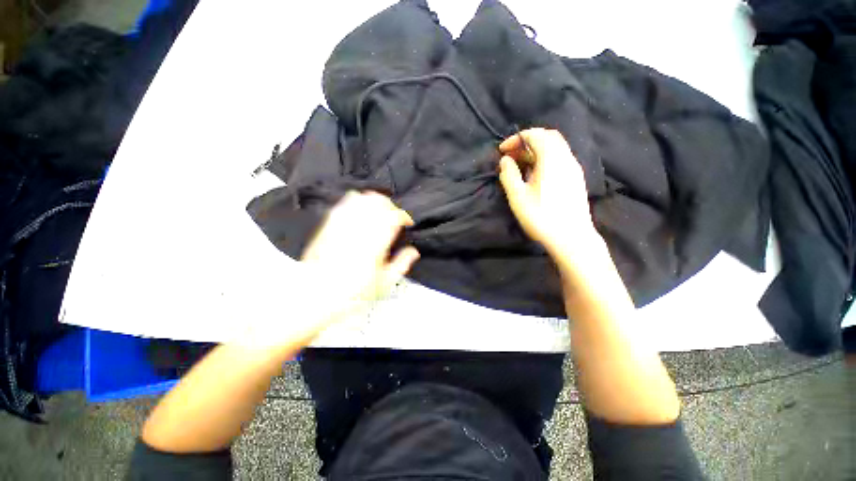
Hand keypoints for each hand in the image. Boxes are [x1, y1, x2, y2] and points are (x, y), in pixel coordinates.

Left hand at [301, 190, 419, 311]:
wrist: (316, 294)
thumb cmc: (352, 292)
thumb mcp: (384, 283)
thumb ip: (401, 264)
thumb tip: (413, 252)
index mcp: (376, 243)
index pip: (394, 216)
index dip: (404, 216)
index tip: (406, 223)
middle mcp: (359, 229)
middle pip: (379, 202)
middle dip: (391, 206)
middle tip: (394, 216)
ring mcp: (342, 225)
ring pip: (362, 198)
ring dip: (374, 202)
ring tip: (378, 212)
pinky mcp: (329, 225)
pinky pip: (344, 204)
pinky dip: (355, 202)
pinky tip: (359, 211)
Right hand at [498, 128, 596, 255]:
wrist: (571, 237)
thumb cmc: (541, 216)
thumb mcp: (517, 196)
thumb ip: (509, 174)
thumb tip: (505, 160)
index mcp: (552, 159)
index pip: (535, 135)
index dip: (516, 139)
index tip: (502, 151)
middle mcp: (566, 158)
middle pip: (548, 137)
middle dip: (527, 141)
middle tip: (511, 155)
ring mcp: (573, 168)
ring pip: (555, 148)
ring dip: (536, 150)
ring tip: (520, 164)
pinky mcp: (576, 178)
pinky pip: (560, 158)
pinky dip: (545, 158)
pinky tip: (535, 174)